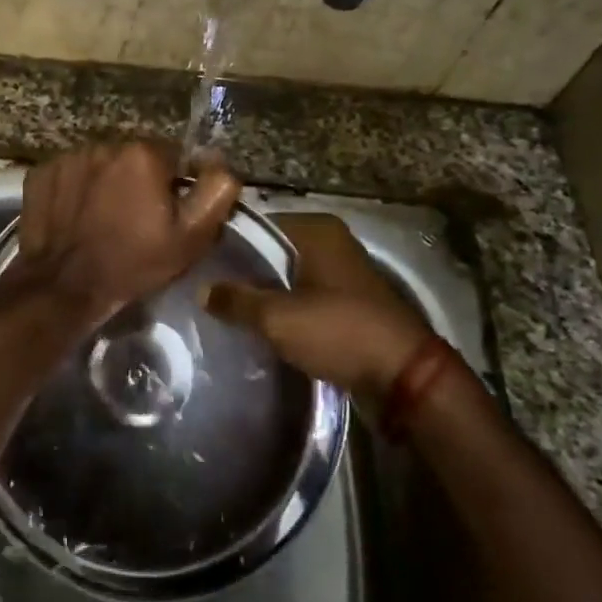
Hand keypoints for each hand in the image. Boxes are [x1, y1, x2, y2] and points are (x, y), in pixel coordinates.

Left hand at [8, 141, 241, 332]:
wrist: (63, 286)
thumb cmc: (133, 262)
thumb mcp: (191, 237)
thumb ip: (216, 191)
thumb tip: (220, 163)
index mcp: (143, 154)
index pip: (173, 156)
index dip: (174, 186)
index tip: (166, 214)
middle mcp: (104, 144)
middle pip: (134, 158)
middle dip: (138, 181)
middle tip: (134, 219)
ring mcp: (68, 157)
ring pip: (101, 165)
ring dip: (106, 183)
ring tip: (102, 219)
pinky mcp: (41, 173)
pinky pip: (69, 174)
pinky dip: (75, 189)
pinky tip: (76, 217)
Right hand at [204, 214, 434, 397]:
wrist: (403, 377)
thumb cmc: (339, 331)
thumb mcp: (277, 317)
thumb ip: (236, 300)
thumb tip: (202, 290)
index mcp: (316, 229)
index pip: (257, 224)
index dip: (227, 242)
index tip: (198, 261)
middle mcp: (330, 242)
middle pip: (272, 250)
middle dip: (243, 269)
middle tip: (206, 286)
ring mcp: (341, 272)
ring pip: (287, 275)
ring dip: (263, 292)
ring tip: (224, 307)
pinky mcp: (347, 302)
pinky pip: (303, 296)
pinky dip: (283, 308)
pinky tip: (257, 324)